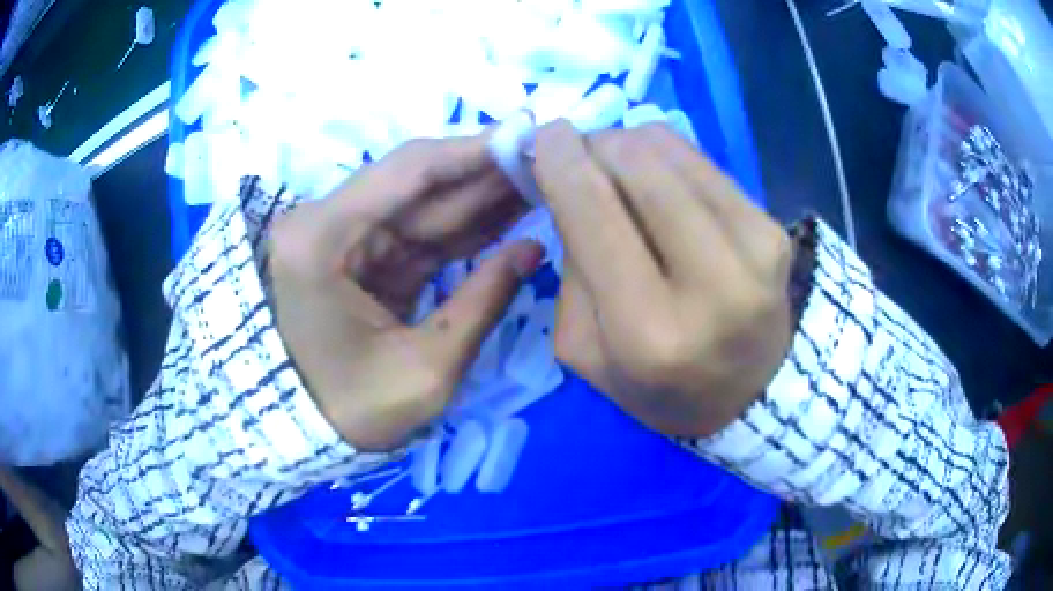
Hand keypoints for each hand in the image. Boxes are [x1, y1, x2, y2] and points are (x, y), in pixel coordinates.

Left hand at [268, 135, 543, 451]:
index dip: (475, 151)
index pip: (409, 172)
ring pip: (423, 204)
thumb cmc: (350, 410)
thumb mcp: (425, 370)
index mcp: (322, 239)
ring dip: (480, 194)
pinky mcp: (361, 257)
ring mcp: (343, 238)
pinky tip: (508, 211)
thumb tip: (533, 249)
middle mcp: (326, 222)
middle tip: (547, 159)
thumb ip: (482, 303)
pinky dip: (463, 226)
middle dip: (485, 171)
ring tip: (539, 179)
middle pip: (417, 182)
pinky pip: (418, 233)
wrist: (303, 432)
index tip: (531, 137)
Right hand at [534, 121, 793, 437]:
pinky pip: (703, 162)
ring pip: (671, 150)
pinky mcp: (774, 229)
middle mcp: (711, 284)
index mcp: (649, 332)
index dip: (560, 160)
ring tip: (618, 171)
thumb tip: (572, 182)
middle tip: (580, 157)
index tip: (541, 136)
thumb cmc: (657, 387)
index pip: (594, 212)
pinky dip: (667, 159)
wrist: (749, 394)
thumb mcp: (584, 350)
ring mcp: (754, 249)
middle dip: (595, 144)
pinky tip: (660, 185)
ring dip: (629, 145)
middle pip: (638, 163)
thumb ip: (571, 265)